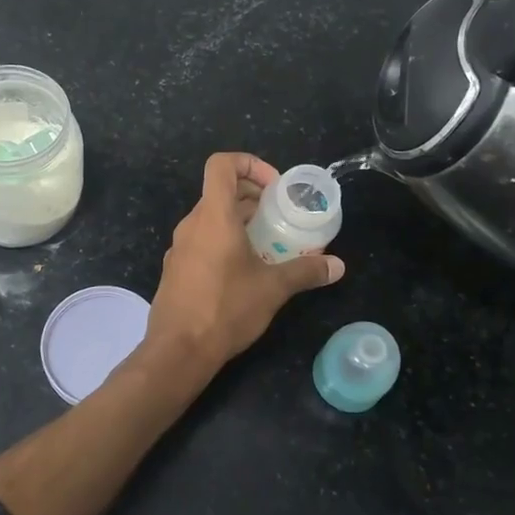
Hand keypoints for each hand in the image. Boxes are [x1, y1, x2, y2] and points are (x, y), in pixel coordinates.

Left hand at [143, 153, 343, 377]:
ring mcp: (180, 247)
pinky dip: (224, 242)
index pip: (222, 164)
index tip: (274, 188)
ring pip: (211, 218)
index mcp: (213, 216)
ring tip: (268, 243)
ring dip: (239, 221)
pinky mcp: (176, 269)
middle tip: (280, 216)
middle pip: (220, 192)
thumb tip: (338, 266)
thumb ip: (306, 271)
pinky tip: (244, 271)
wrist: (178, 351)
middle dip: (252, 196)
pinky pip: (202, 241)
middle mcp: (192, 224)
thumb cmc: (225, 308)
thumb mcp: (273, 288)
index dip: (249, 164)